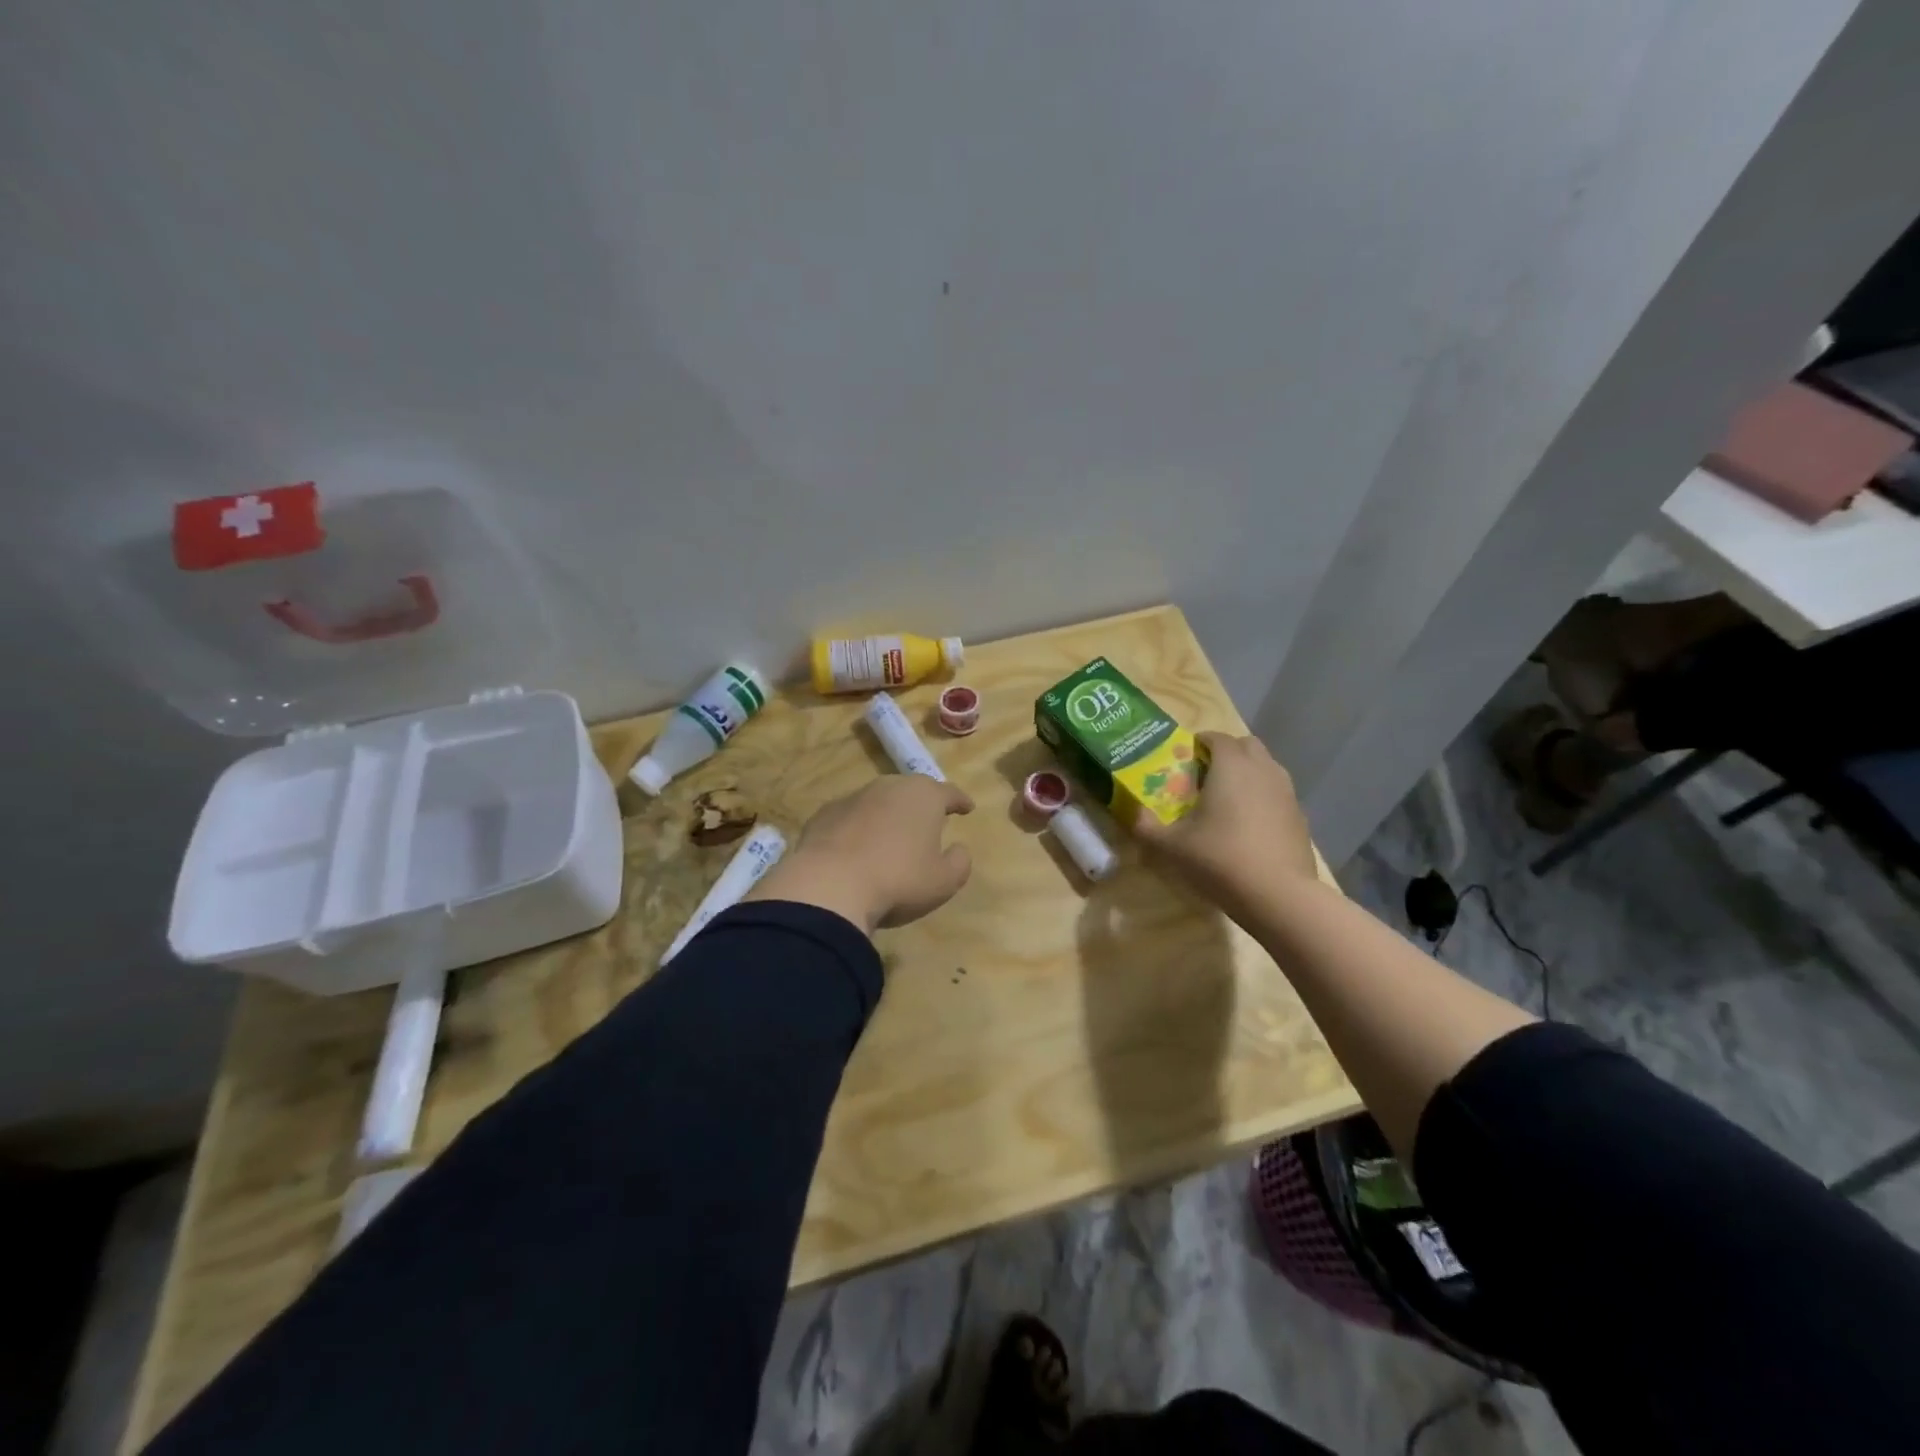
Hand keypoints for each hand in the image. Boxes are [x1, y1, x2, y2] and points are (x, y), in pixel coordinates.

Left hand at [744, 776, 973, 933]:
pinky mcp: (825, 814)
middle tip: (928, 821)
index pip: (949, 793)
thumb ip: (959, 862)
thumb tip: (958, 848)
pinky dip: (859, 828)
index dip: (960, 801)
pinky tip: (858, 848)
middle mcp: (889, 787)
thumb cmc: (899, 880)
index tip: (967, 808)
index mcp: (924, 796)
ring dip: (888, 815)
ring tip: (892, 836)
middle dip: (922, 804)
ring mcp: (853, 797)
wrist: (829, 885)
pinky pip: (851, 817)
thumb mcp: (944, 881)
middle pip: (912, 790)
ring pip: (879, 801)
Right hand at [1136, 732, 1317, 923]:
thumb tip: (1133, 813)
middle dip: (1227, 752)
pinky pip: (1277, 793)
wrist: (1278, 895)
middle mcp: (1263, 769)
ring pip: (1266, 767)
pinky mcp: (1300, 816)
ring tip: (1227, 800)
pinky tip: (1249, 826)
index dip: (1199, 742)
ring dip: (1247, 773)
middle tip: (1205, 776)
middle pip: (1246, 745)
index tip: (1184, 758)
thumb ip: (1146, 826)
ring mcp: (1287, 792)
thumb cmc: (1220, 859)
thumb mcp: (1172, 846)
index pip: (1216, 737)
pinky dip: (1263, 798)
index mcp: (1231, 766)